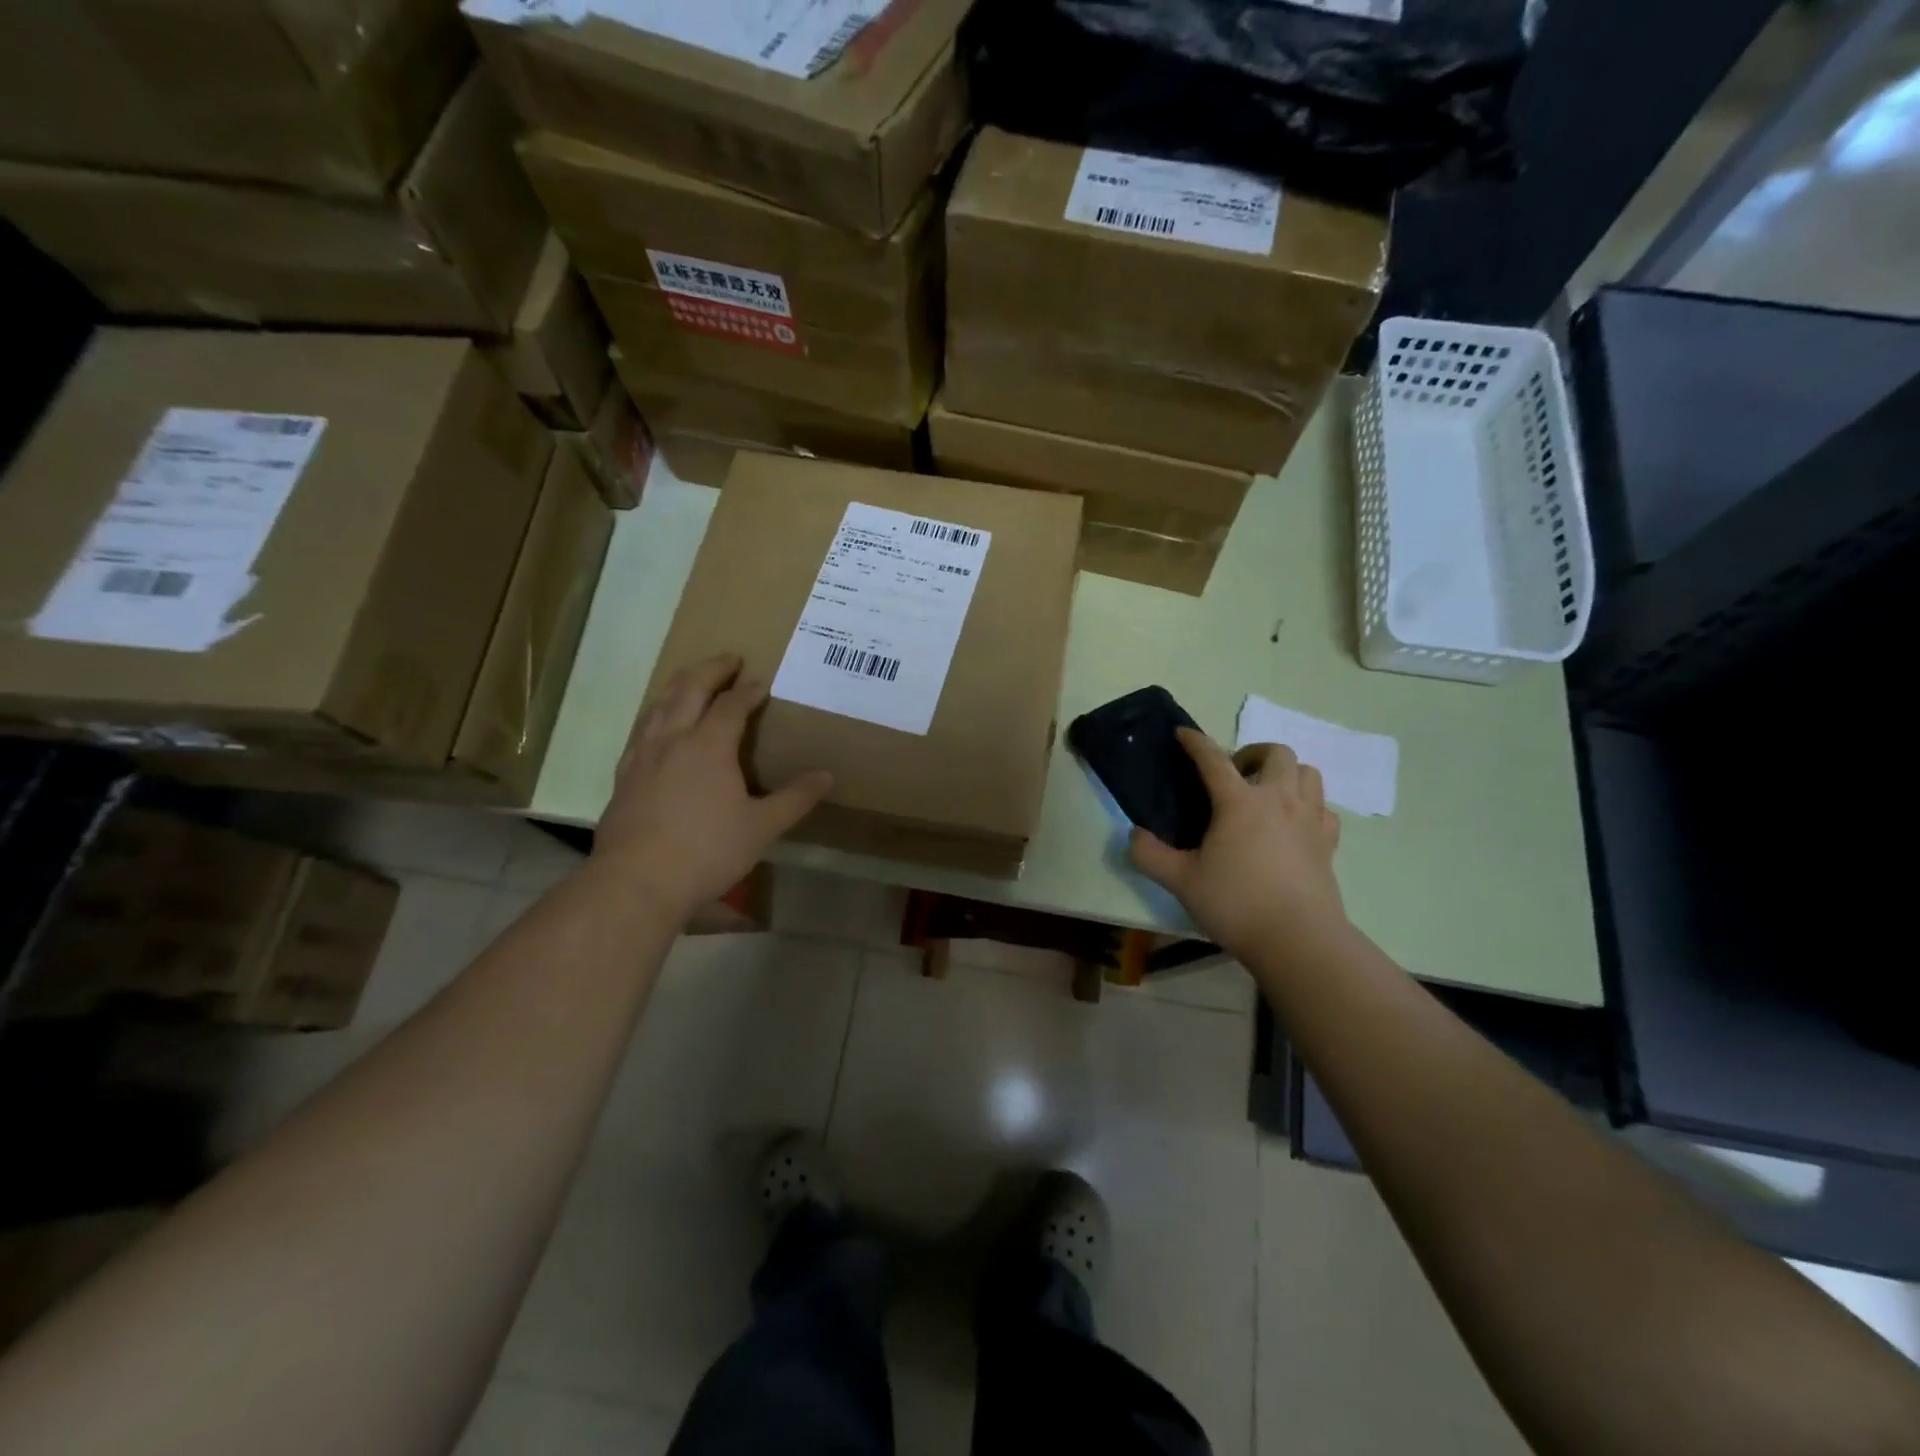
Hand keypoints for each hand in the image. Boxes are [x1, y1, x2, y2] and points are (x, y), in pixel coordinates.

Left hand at [593, 654, 832, 921]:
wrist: (636, 882)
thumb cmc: (707, 851)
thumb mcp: (762, 827)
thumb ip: (795, 798)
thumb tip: (827, 776)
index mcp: (709, 744)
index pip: (732, 704)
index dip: (749, 690)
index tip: (762, 683)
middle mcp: (673, 738)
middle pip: (689, 688)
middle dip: (711, 669)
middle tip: (729, 659)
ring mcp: (642, 755)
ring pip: (660, 704)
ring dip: (680, 685)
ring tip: (693, 682)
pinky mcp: (624, 775)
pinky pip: (642, 729)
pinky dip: (658, 714)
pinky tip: (660, 728)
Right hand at [1129, 729, 1346, 961]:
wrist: (1298, 939)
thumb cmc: (1236, 904)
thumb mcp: (1181, 881)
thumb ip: (1150, 855)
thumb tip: (1134, 835)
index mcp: (1239, 802)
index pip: (1213, 759)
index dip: (1195, 742)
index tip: (1183, 733)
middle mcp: (1278, 800)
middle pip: (1276, 753)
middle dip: (1252, 753)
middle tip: (1235, 775)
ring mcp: (1309, 819)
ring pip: (1307, 773)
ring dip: (1285, 773)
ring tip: (1266, 794)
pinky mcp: (1328, 843)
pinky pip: (1323, 808)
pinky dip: (1308, 805)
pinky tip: (1294, 824)